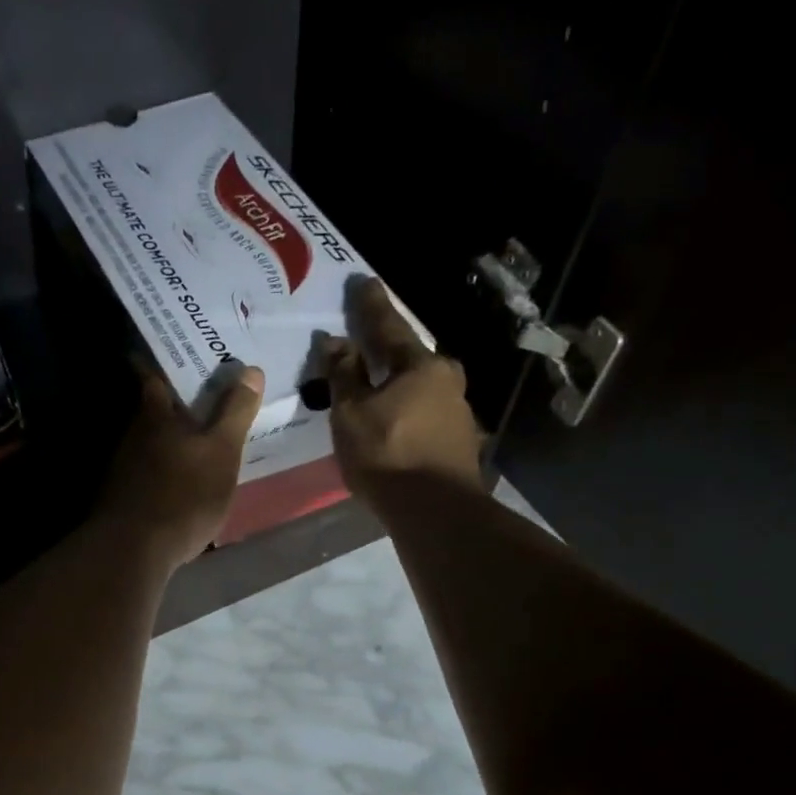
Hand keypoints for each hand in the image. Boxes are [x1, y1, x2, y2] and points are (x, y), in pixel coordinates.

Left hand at [96, 363, 264, 573]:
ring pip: (152, 444)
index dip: (165, 362)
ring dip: (173, 442)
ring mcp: (124, 469)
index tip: (179, 353)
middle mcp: (134, 435)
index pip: (153, 375)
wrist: (135, 550)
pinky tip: (184, 484)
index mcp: (155, 415)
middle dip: (176, 404)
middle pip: (154, 411)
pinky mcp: (125, 500)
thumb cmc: (184, 493)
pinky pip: (150, 475)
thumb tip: (250, 370)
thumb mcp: (222, 451)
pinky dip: (167, 472)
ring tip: (201, 443)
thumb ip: (235, 412)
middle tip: (207, 399)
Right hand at [323, 277, 485, 502]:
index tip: (363, 282)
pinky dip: (406, 412)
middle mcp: (447, 380)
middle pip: (411, 357)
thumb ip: (344, 375)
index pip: (389, 327)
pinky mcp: (459, 443)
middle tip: (369, 341)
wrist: (436, 512)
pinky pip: (425, 414)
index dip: (370, 306)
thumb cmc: (388, 455)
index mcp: (421, 365)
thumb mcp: (352, 414)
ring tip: (376, 387)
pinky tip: (393, 423)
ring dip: (398, 384)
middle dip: (389, 349)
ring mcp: (458, 413)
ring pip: (420, 388)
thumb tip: (336, 341)